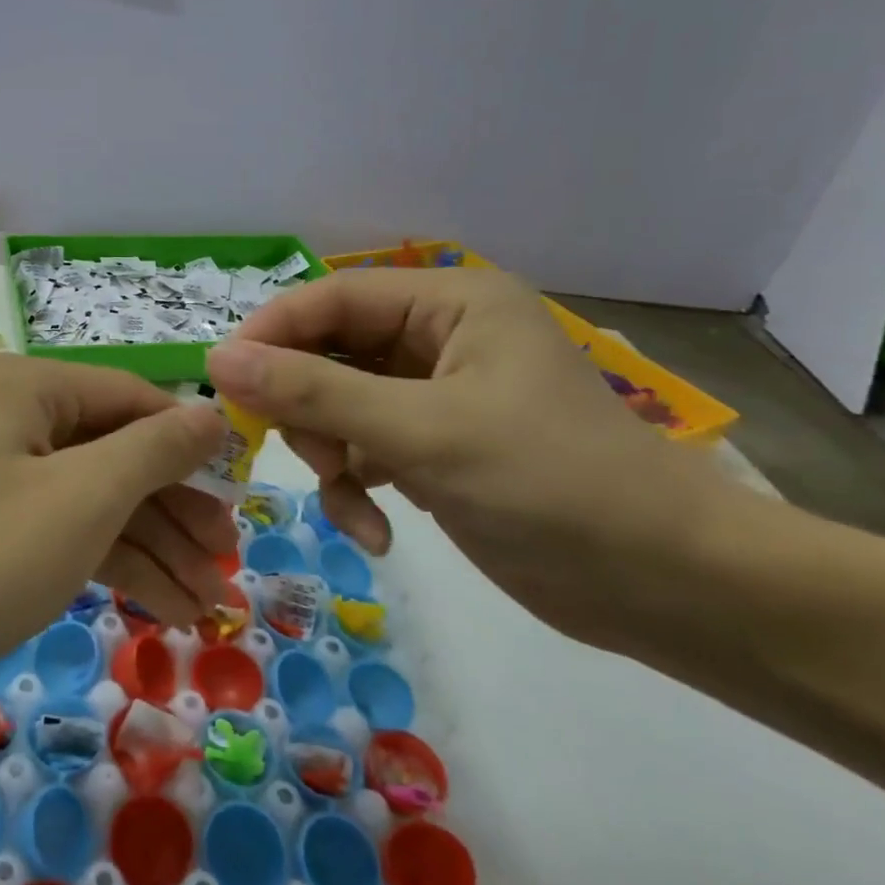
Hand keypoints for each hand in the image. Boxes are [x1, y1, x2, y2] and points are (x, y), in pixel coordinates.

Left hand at [0, 354, 234, 702]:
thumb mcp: (85, 495)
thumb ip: (156, 449)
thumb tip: (212, 413)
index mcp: (29, 387)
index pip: (133, 398)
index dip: (191, 442)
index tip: (243, 489)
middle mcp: (14, 420)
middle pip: (116, 454)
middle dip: (175, 512)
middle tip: (229, 562)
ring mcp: (0, 479)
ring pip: (95, 501)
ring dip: (153, 550)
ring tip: (210, 605)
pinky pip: (66, 534)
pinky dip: (112, 567)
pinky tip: (164, 609)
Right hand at [205, 269, 732, 650]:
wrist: (667, 587)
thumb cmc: (551, 484)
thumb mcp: (421, 431)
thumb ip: (314, 391)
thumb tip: (217, 359)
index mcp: (449, 303)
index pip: (332, 297)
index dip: (272, 333)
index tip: (222, 380)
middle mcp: (438, 338)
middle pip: (329, 353)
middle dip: (310, 408)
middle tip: (310, 456)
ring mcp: (435, 396)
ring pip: (339, 406)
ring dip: (332, 456)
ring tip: (352, 498)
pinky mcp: (435, 447)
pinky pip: (364, 449)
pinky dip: (357, 487)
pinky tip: (374, 531)